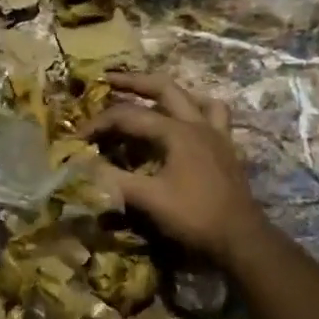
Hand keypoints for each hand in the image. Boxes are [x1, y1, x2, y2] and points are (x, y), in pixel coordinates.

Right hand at [86, 73, 269, 268]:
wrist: (241, 239)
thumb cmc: (195, 217)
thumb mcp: (149, 200)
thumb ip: (114, 180)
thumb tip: (82, 166)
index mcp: (177, 132)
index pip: (129, 116)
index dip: (99, 123)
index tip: (77, 137)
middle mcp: (198, 124)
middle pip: (163, 88)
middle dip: (133, 81)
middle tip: (108, 78)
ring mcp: (216, 135)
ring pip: (194, 98)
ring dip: (170, 94)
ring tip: (151, 97)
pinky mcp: (226, 150)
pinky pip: (215, 117)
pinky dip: (198, 112)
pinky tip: (188, 123)